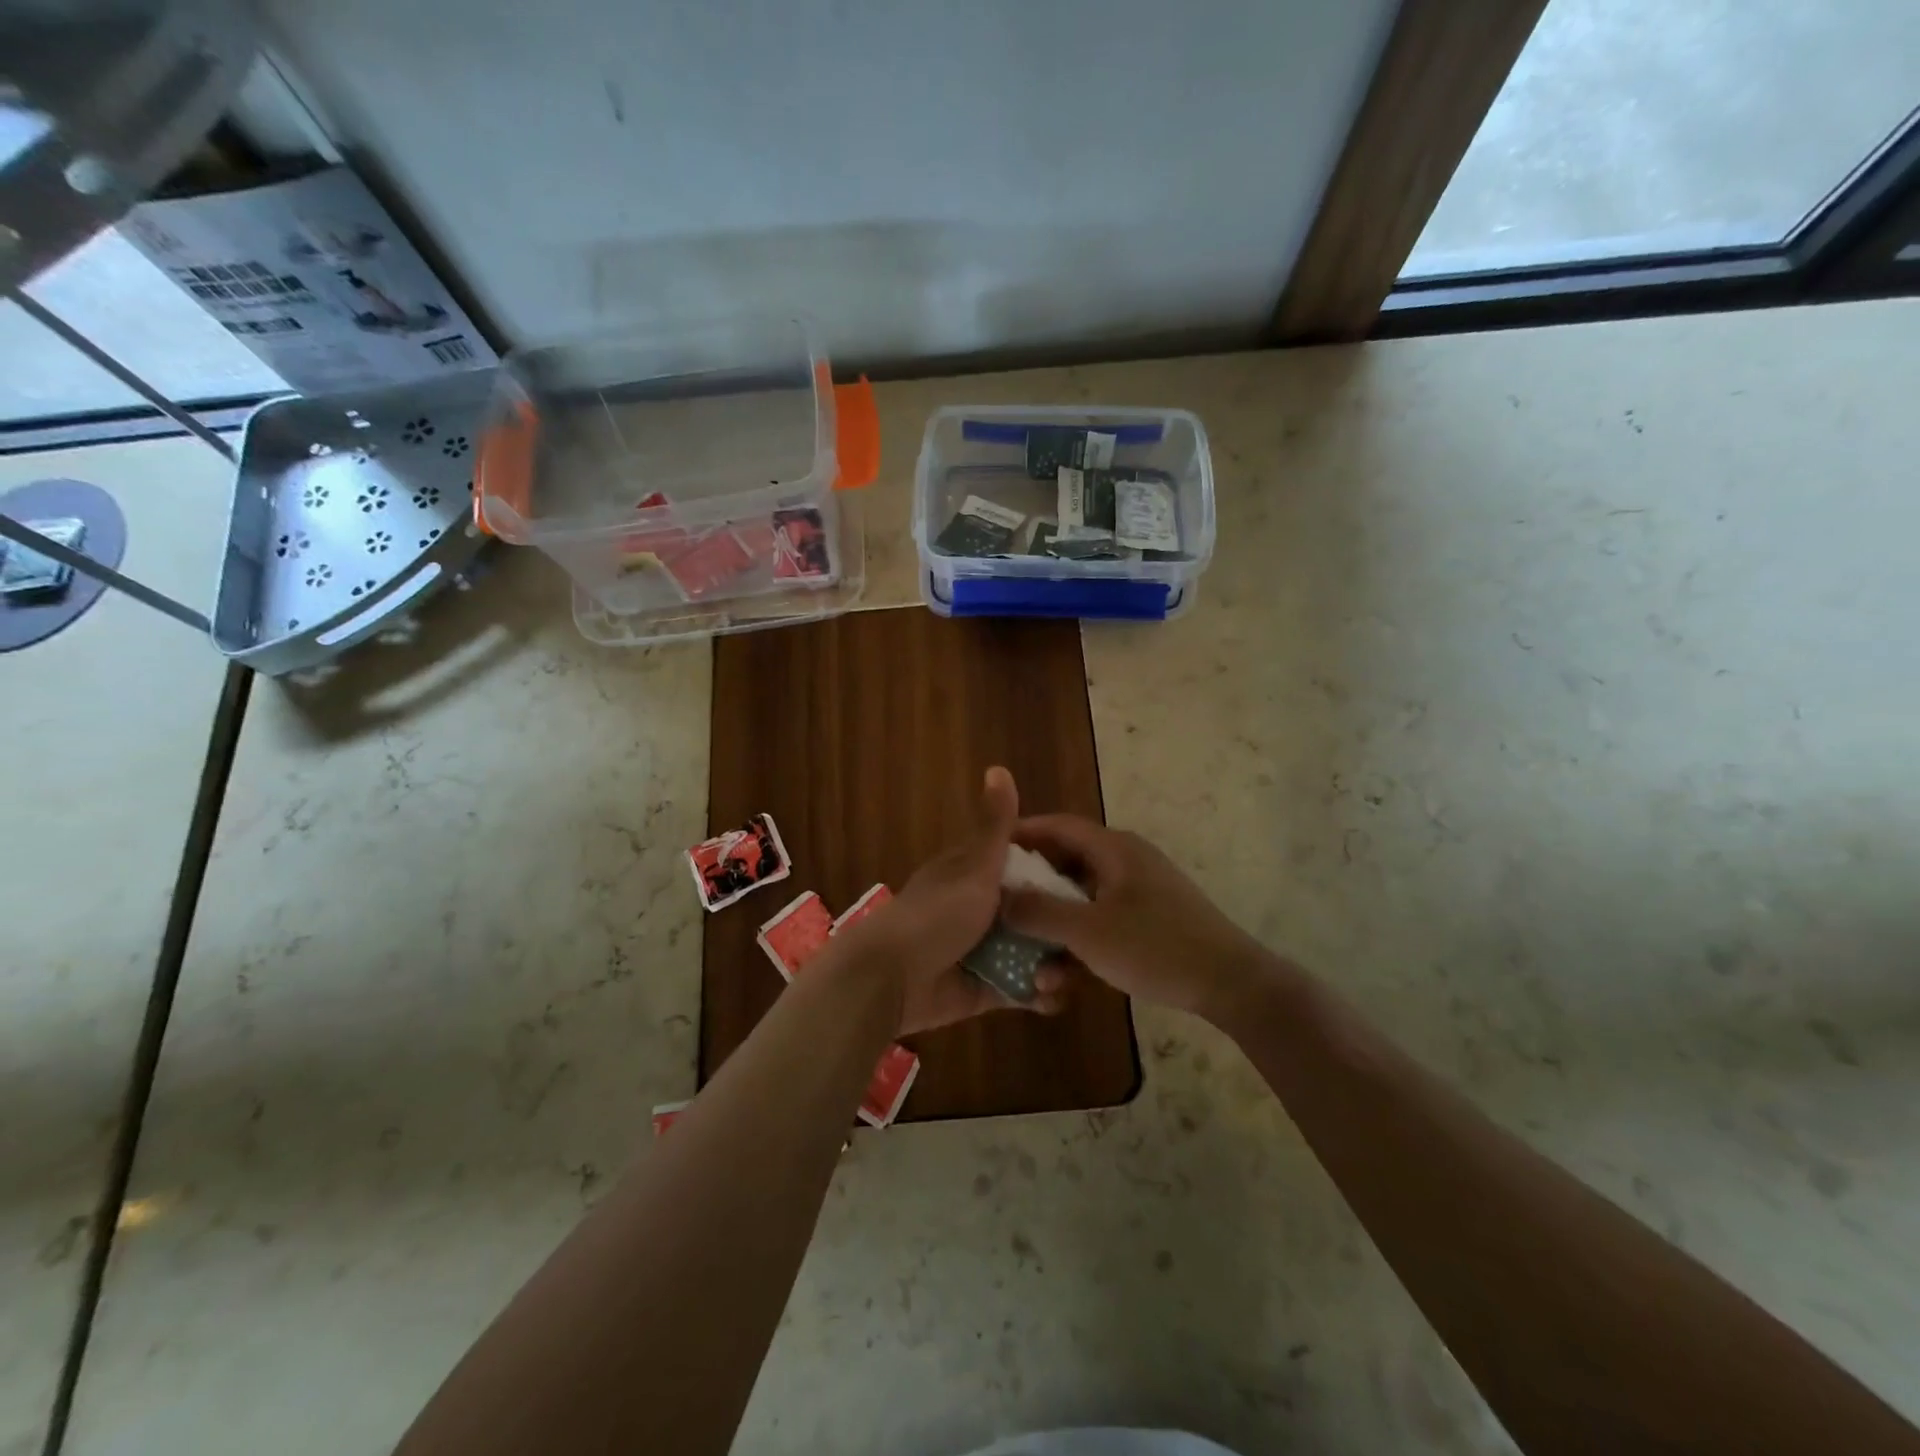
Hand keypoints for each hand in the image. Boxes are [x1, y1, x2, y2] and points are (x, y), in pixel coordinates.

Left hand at [839, 767, 1072, 1034]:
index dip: (1056, 873)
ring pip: (1029, 953)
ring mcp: (982, 950)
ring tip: (1066, 975)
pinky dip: (1036, 993)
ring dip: (1051, 963)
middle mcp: (980, 910)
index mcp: (975, 874)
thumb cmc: (936, 914)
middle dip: (1060, 926)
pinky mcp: (983, 989)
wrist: (891, 978)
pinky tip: (1052, 998)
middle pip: (1033, 914)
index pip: (1024, 867)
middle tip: (1085, 939)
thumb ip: (994, 826)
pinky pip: (1018, 989)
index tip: (1091, 883)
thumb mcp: (973, 867)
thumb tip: (998, 767)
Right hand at [1001, 815, 1269, 1019]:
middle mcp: (1125, 861)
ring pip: (1082, 899)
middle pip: (1066, 863)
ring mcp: (1139, 891)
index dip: (1021, 834)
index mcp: (1114, 849)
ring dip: (1055, 927)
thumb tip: (1000, 897)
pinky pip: (1102, 920)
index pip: (1057, 826)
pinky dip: (1080, 941)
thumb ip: (1040, 912)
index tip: (987, 852)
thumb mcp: (1089, 932)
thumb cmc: (1156, 947)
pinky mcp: (1149, 920)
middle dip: (1033, 891)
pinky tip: (1064, 979)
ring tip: (1032, 963)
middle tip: (1000, 909)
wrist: (1232, 984)